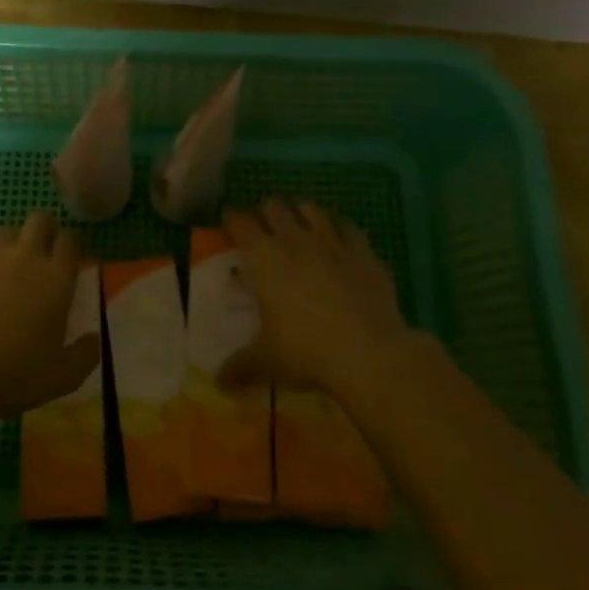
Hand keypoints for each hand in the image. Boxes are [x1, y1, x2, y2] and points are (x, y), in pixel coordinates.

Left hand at [0, 211, 99, 421]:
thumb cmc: (17, 374)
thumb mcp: (64, 376)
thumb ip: (85, 354)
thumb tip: (94, 338)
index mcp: (56, 278)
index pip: (70, 240)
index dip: (70, 243)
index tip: (69, 257)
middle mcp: (25, 257)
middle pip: (38, 221)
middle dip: (44, 228)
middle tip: (41, 250)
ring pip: (4, 235)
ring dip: (10, 247)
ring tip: (5, 274)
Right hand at [220, 198, 420, 401]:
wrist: (369, 352)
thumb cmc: (305, 351)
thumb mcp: (266, 361)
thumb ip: (240, 366)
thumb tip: (219, 383)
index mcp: (263, 257)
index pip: (239, 222)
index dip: (231, 219)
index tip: (228, 223)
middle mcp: (294, 239)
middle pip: (274, 206)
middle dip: (266, 213)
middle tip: (264, 229)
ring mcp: (332, 241)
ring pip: (311, 209)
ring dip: (301, 214)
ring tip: (300, 227)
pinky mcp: (364, 251)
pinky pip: (349, 227)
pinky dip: (340, 229)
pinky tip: (340, 240)